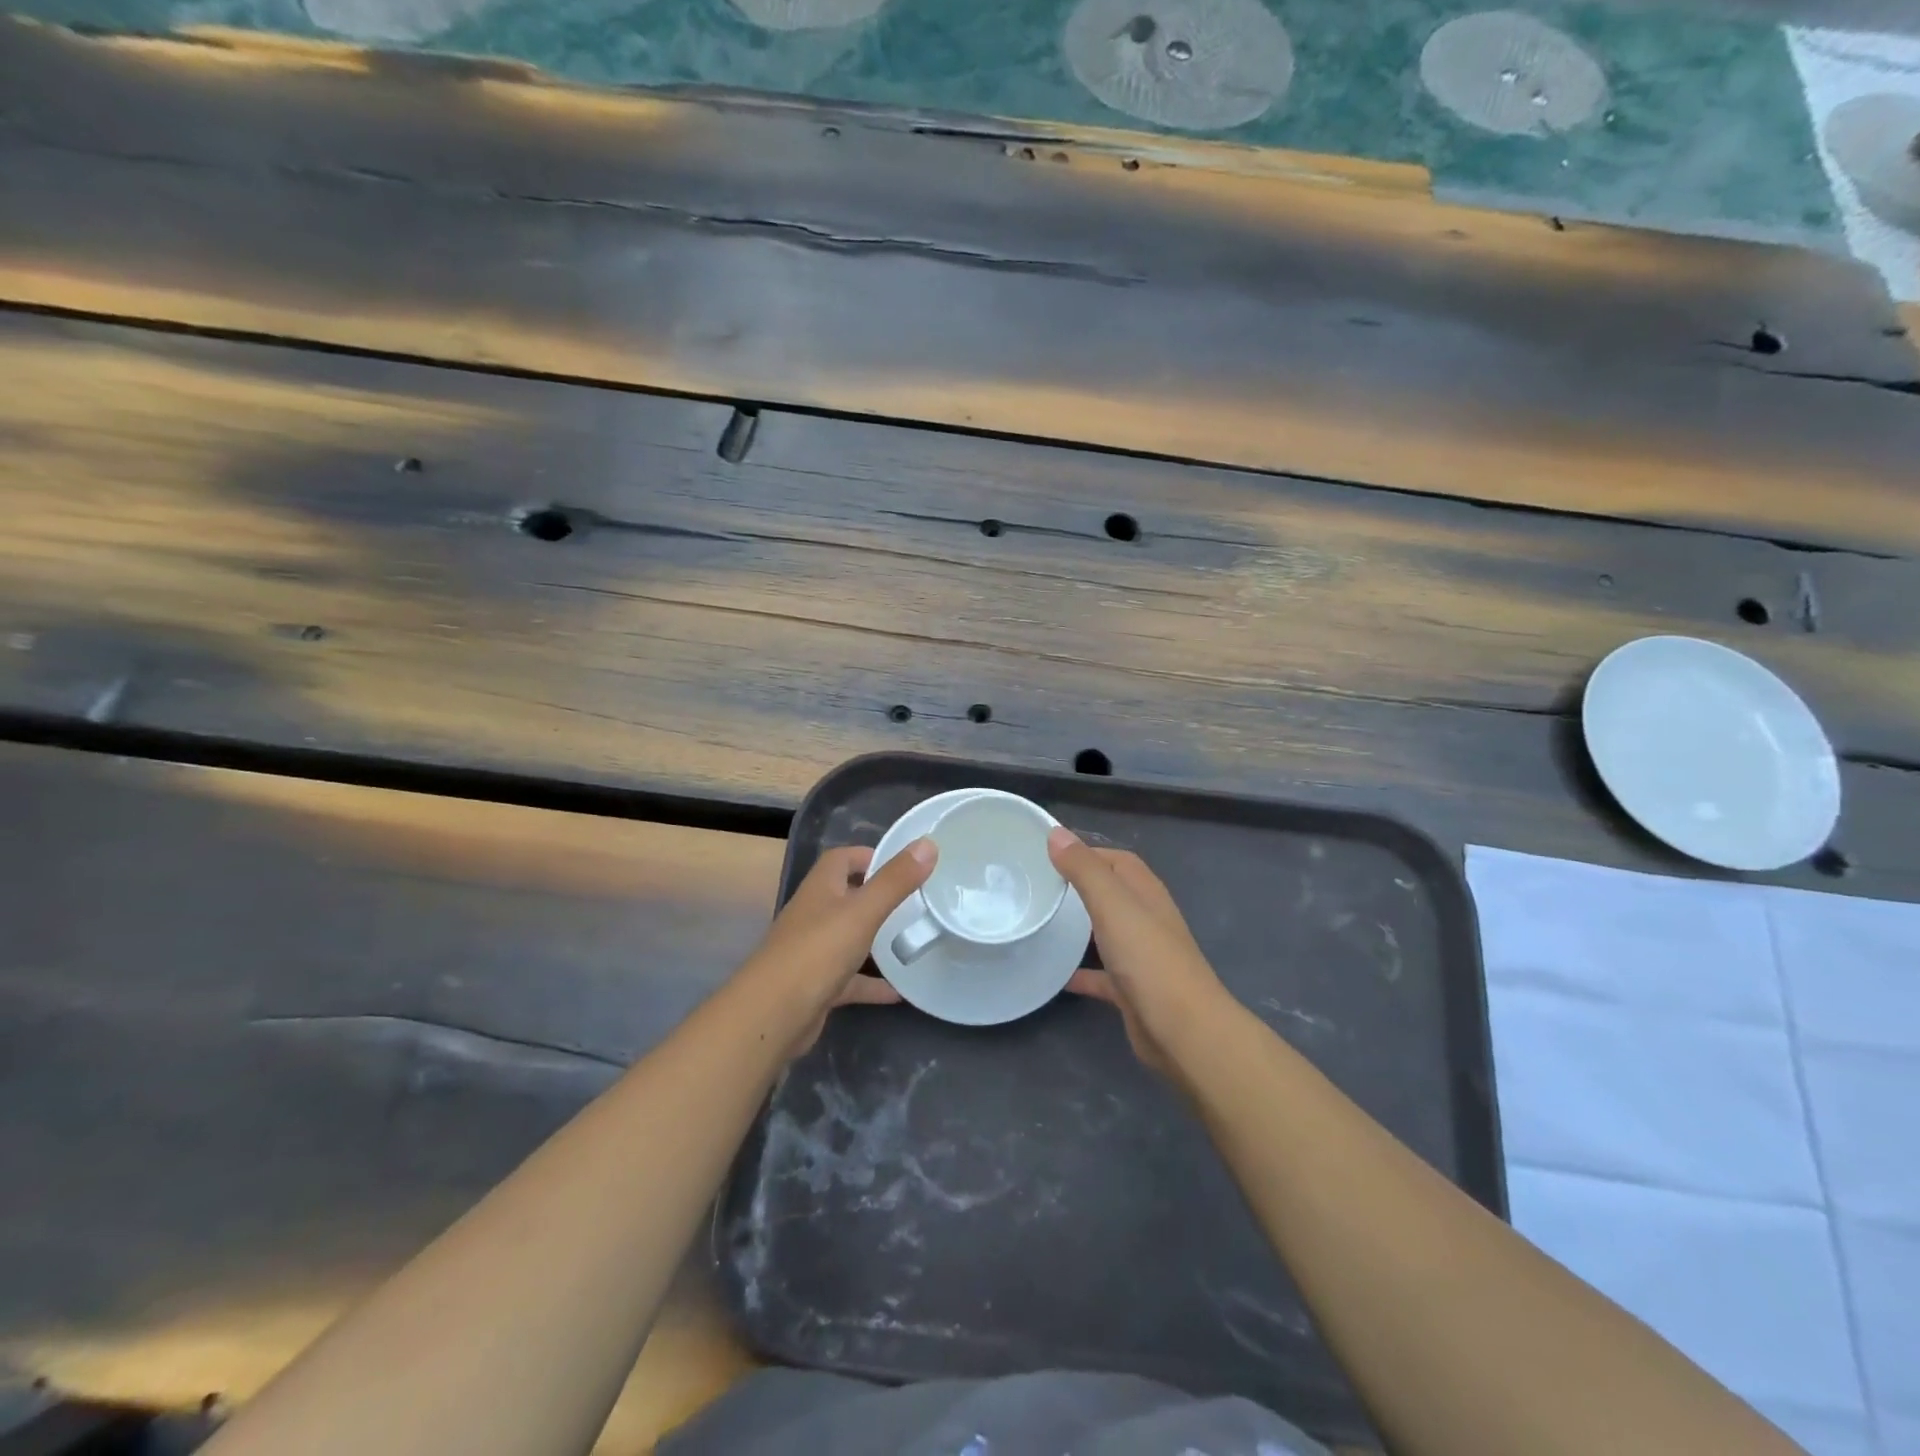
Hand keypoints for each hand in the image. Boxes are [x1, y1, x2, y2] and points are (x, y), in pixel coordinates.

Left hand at [745, 840, 934, 1057]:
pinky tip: (900, 991)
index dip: (869, 855)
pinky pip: (851, 979)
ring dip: (877, 940)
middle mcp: (814, 915)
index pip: (842, 859)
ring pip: (850, 938)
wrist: (773, 1014)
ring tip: (913, 941)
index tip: (905, 863)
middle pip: (847, 897)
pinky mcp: (817, 985)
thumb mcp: (863, 912)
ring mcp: (814, 951)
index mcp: (821, 889)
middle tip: (917, 901)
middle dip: (879, 897)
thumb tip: (928, 844)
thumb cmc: (818, 952)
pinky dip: (873, 983)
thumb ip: (895, 881)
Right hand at [1049, 828, 1232, 1079]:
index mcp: (1145, 893)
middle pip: (1111, 894)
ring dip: (1079, 927)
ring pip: (1106, 932)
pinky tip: (1055, 976)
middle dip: (1079, 887)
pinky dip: (1081, 972)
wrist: (1184, 1031)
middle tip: (1037, 887)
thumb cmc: (1148, 959)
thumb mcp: (1112, 904)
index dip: (1086, 853)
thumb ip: (1084, 869)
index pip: (1116, 860)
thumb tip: (1056, 833)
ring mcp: (1141, 956)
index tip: (1047, 855)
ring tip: (1042, 922)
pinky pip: (1101, 975)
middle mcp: (1146, 919)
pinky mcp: (1133, 990)